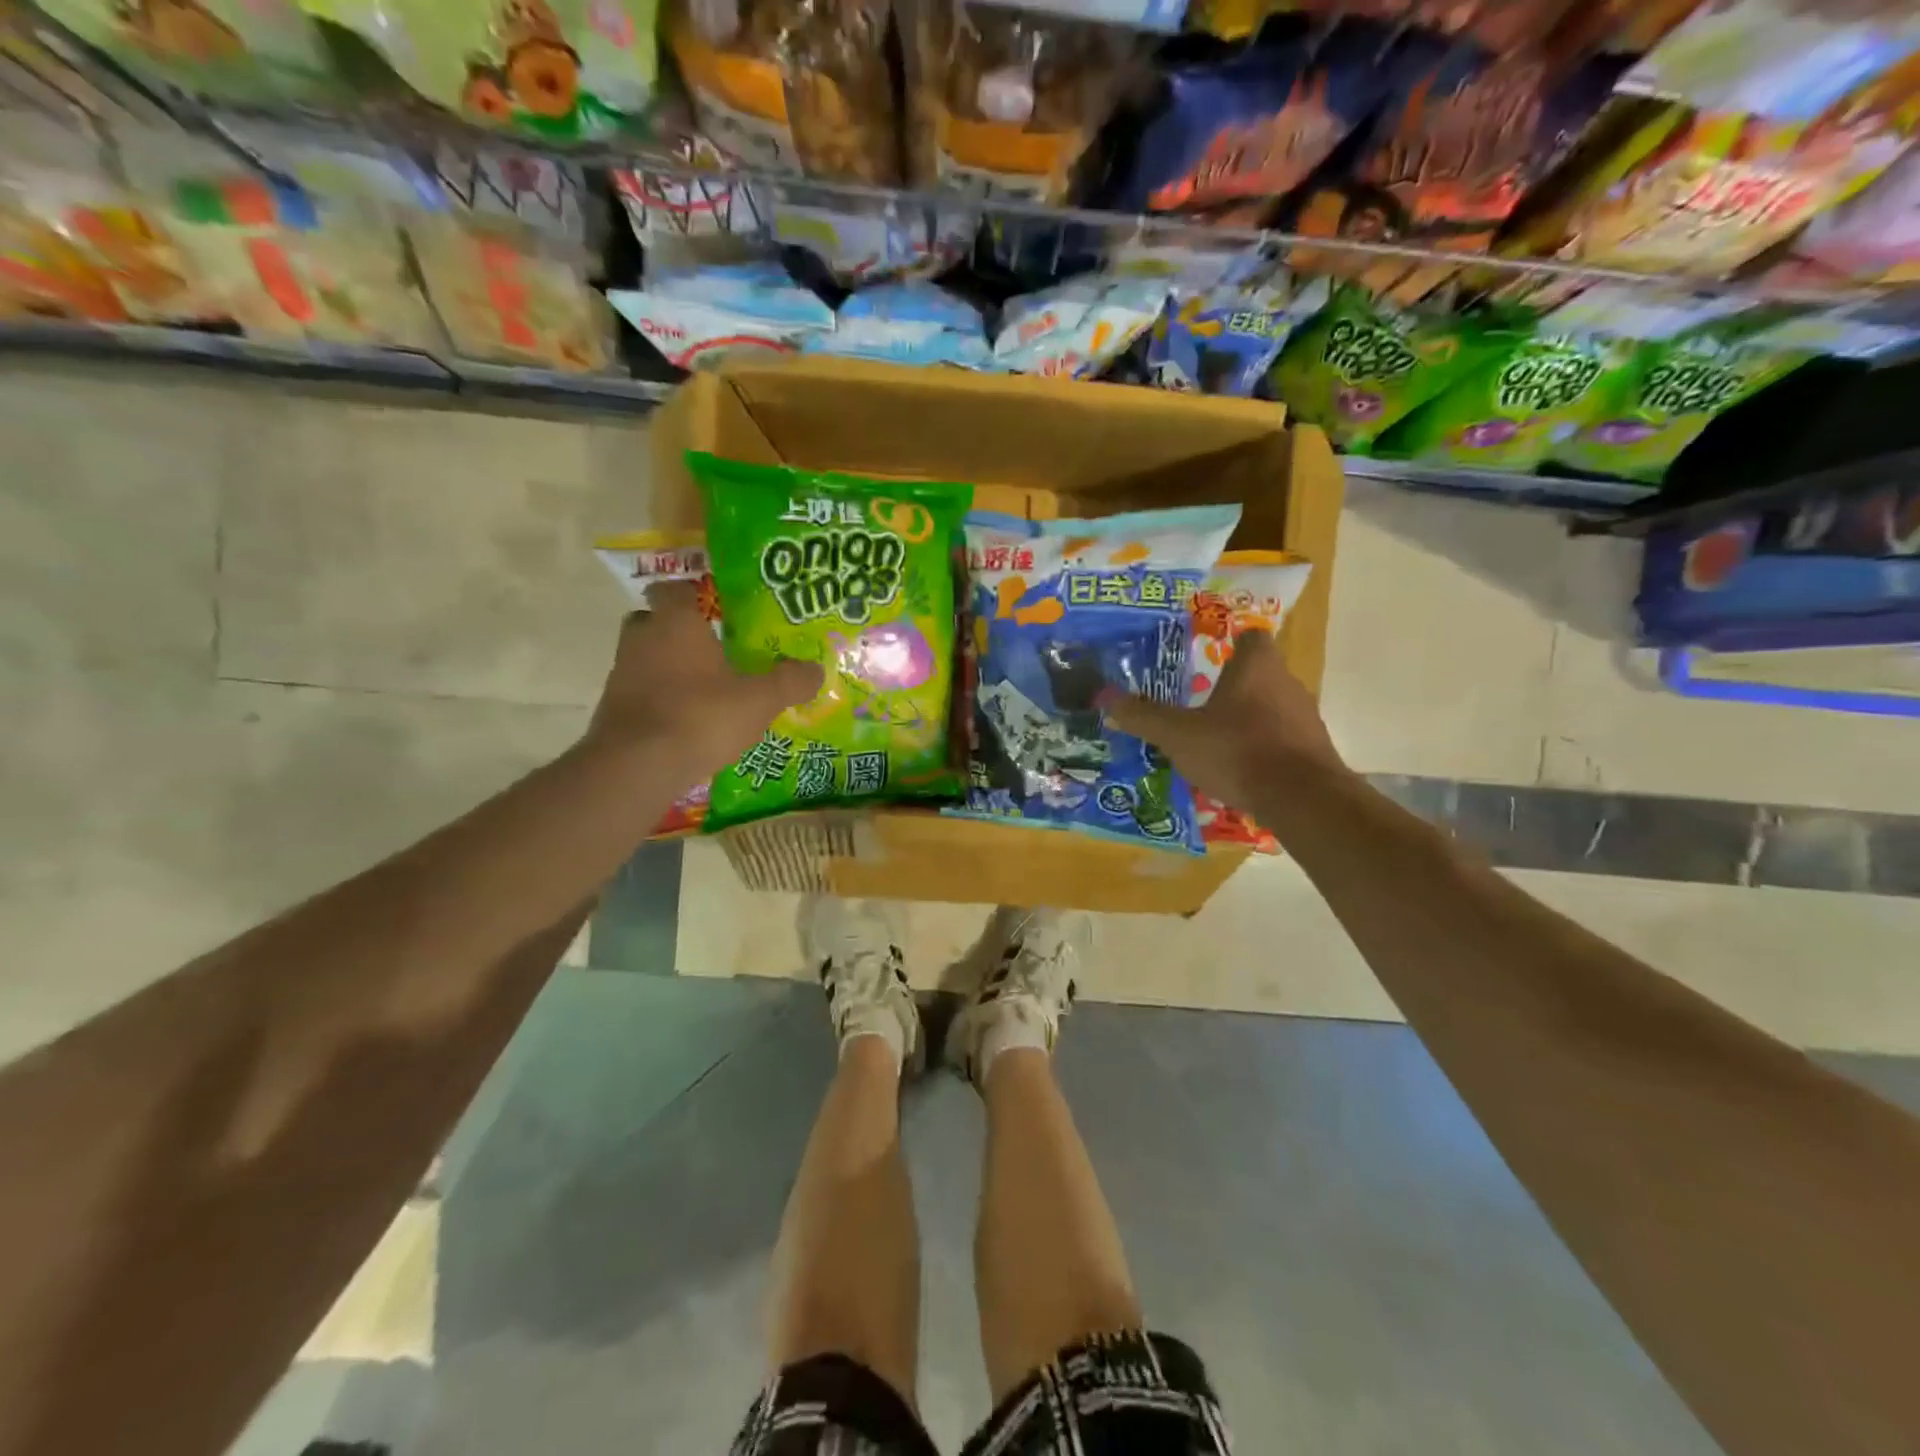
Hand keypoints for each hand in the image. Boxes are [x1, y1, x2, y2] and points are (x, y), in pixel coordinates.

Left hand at [586, 581, 822, 778]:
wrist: (637, 766)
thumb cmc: (701, 716)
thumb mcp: (759, 701)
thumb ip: (789, 682)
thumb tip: (816, 670)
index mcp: (676, 623)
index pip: (673, 588)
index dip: (692, 593)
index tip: (714, 607)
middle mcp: (642, 638)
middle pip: (654, 621)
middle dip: (678, 630)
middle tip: (710, 648)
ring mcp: (622, 673)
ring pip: (645, 658)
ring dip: (668, 667)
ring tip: (703, 690)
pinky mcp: (613, 708)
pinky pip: (640, 692)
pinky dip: (659, 700)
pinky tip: (685, 721)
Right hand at [1100, 629, 1346, 812]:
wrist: (1302, 798)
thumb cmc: (1236, 751)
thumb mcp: (1178, 735)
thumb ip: (1143, 716)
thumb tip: (1106, 698)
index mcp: (1256, 667)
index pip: (1251, 636)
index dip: (1231, 642)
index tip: (1210, 656)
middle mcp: (1287, 683)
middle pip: (1260, 673)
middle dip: (1233, 686)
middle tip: (1201, 701)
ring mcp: (1305, 717)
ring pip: (1272, 707)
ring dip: (1248, 718)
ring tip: (1216, 739)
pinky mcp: (1314, 749)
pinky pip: (1283, 738)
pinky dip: (1263, 747)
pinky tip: (1241, 768)